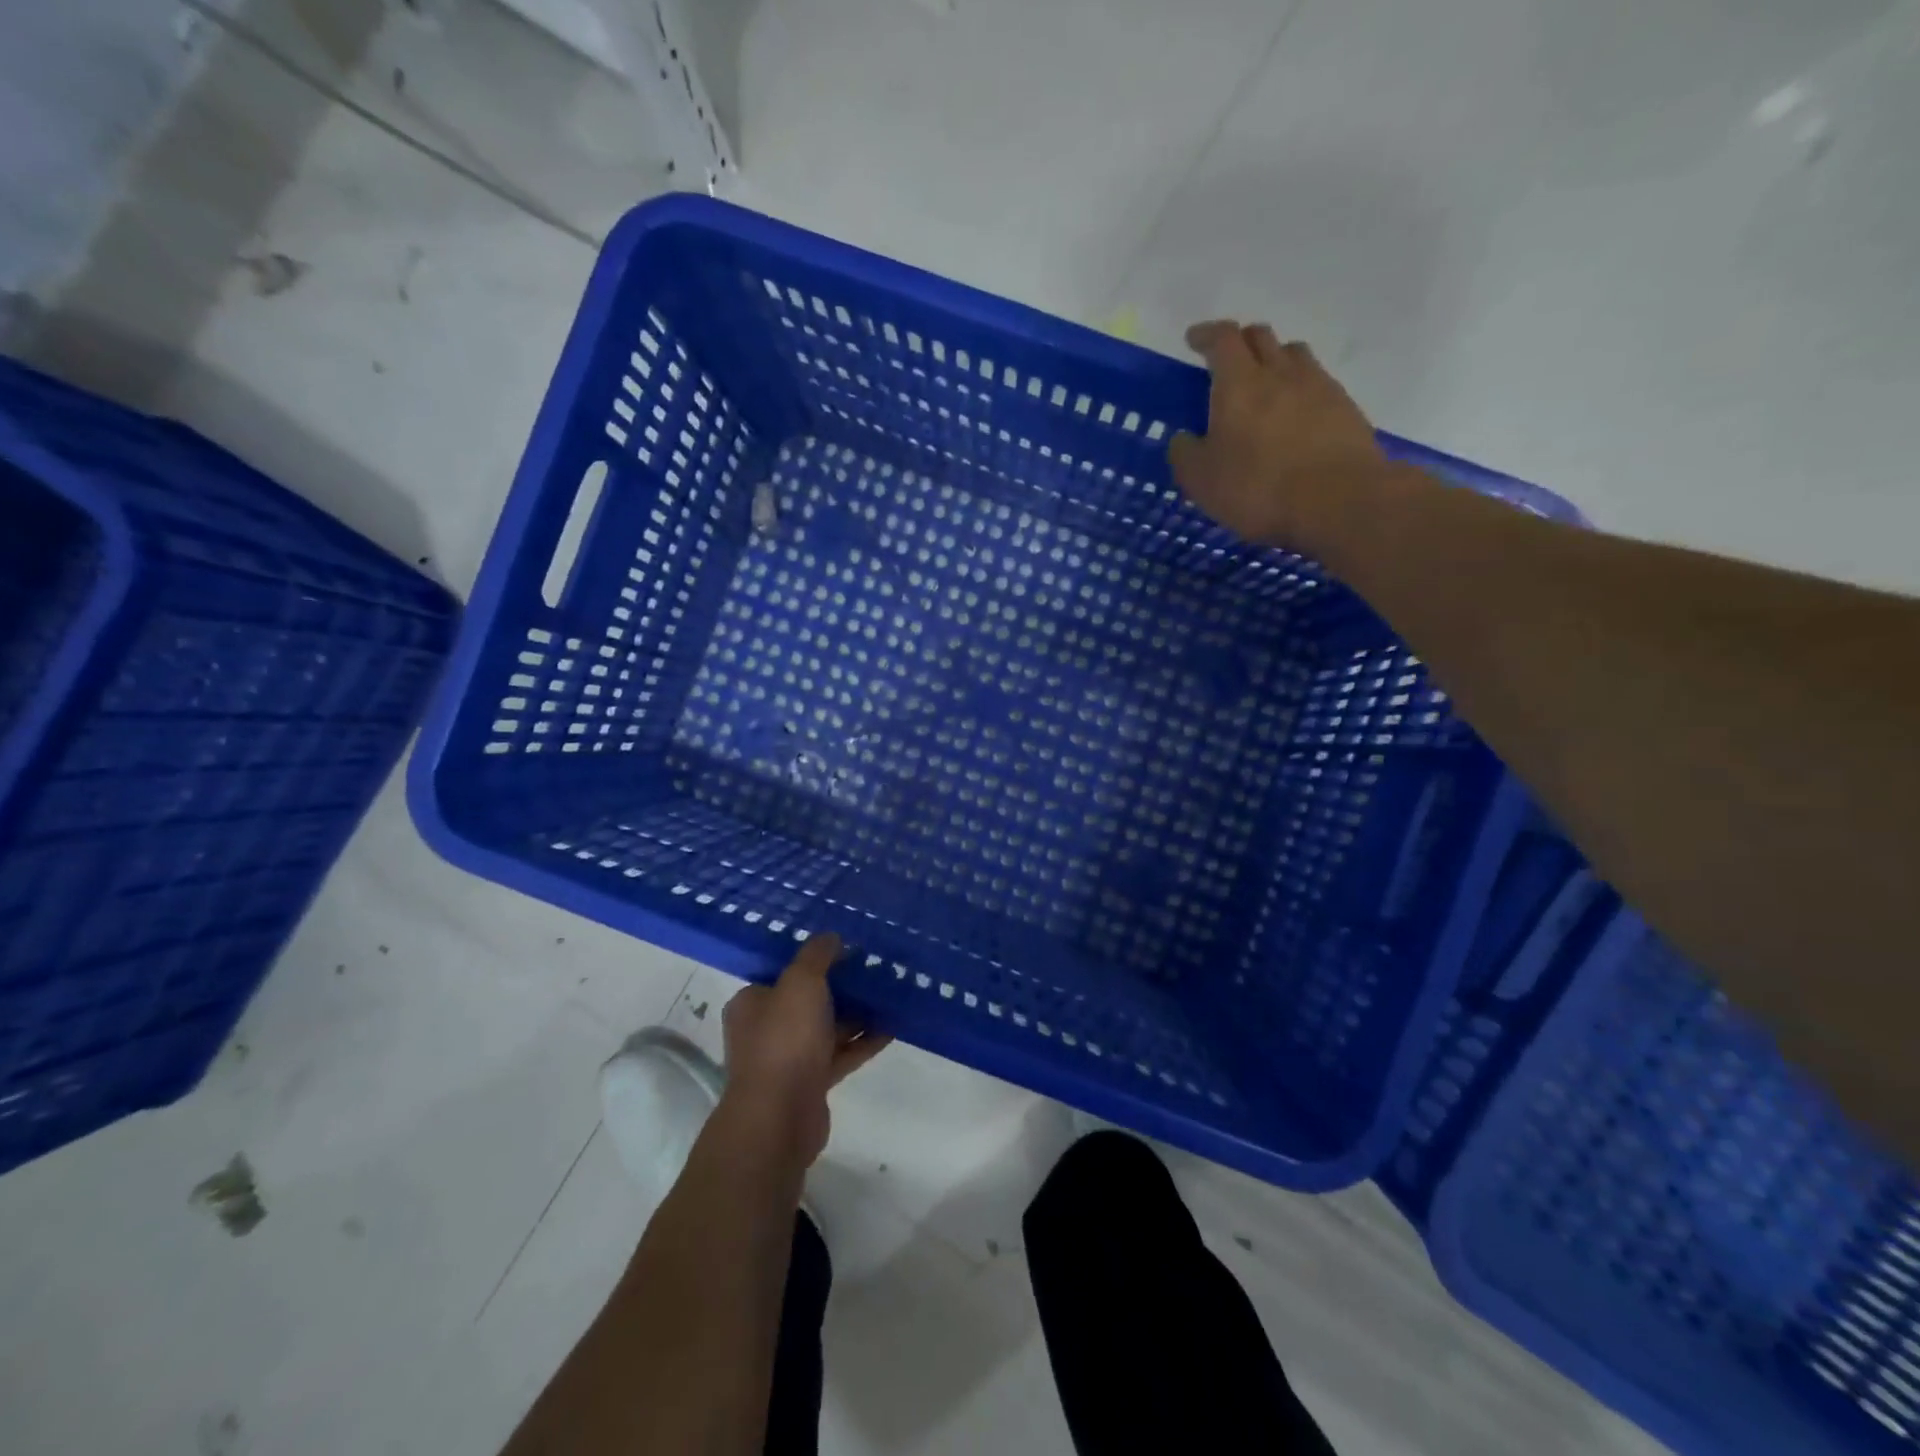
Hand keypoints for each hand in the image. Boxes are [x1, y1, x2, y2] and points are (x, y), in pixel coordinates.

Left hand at [719, 934, 891, 1170]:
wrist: (779, 1116)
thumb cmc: (784, 1039)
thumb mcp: (801, 982)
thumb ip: (817, 955)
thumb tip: (831, 937)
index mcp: (752, 1002)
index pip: (783, 973)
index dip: (814, 960)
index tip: (846, 949)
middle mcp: (765, 1029)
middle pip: (808, 1000)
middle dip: (841, 987)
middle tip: (874, 970)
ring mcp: (788, 1059)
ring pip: (827, 1028)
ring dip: (856, 1014)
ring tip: (891, 995)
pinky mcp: (810, 1083)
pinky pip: (840, 1055)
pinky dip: (862, 1042)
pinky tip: (892, 1028)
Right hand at [1169, 320, 1388, 551]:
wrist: (1338, 501)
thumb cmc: (1258, 488)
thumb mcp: (1202, 481)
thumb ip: (1186, 454)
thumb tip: (1184, 439)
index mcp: (1239, 383)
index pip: (1222, 339)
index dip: (1206, 335)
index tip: (1194, 340)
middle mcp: (1280, 372)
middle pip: (1261, 337)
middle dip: (1241, 342)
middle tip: (1228, 361)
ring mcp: (1318, 386)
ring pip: (1293, 355)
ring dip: (1275, 360)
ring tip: (1265, 384)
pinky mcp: (1345, 407)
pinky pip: (1318, 383)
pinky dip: (1300, 389)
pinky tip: (1295, 415)